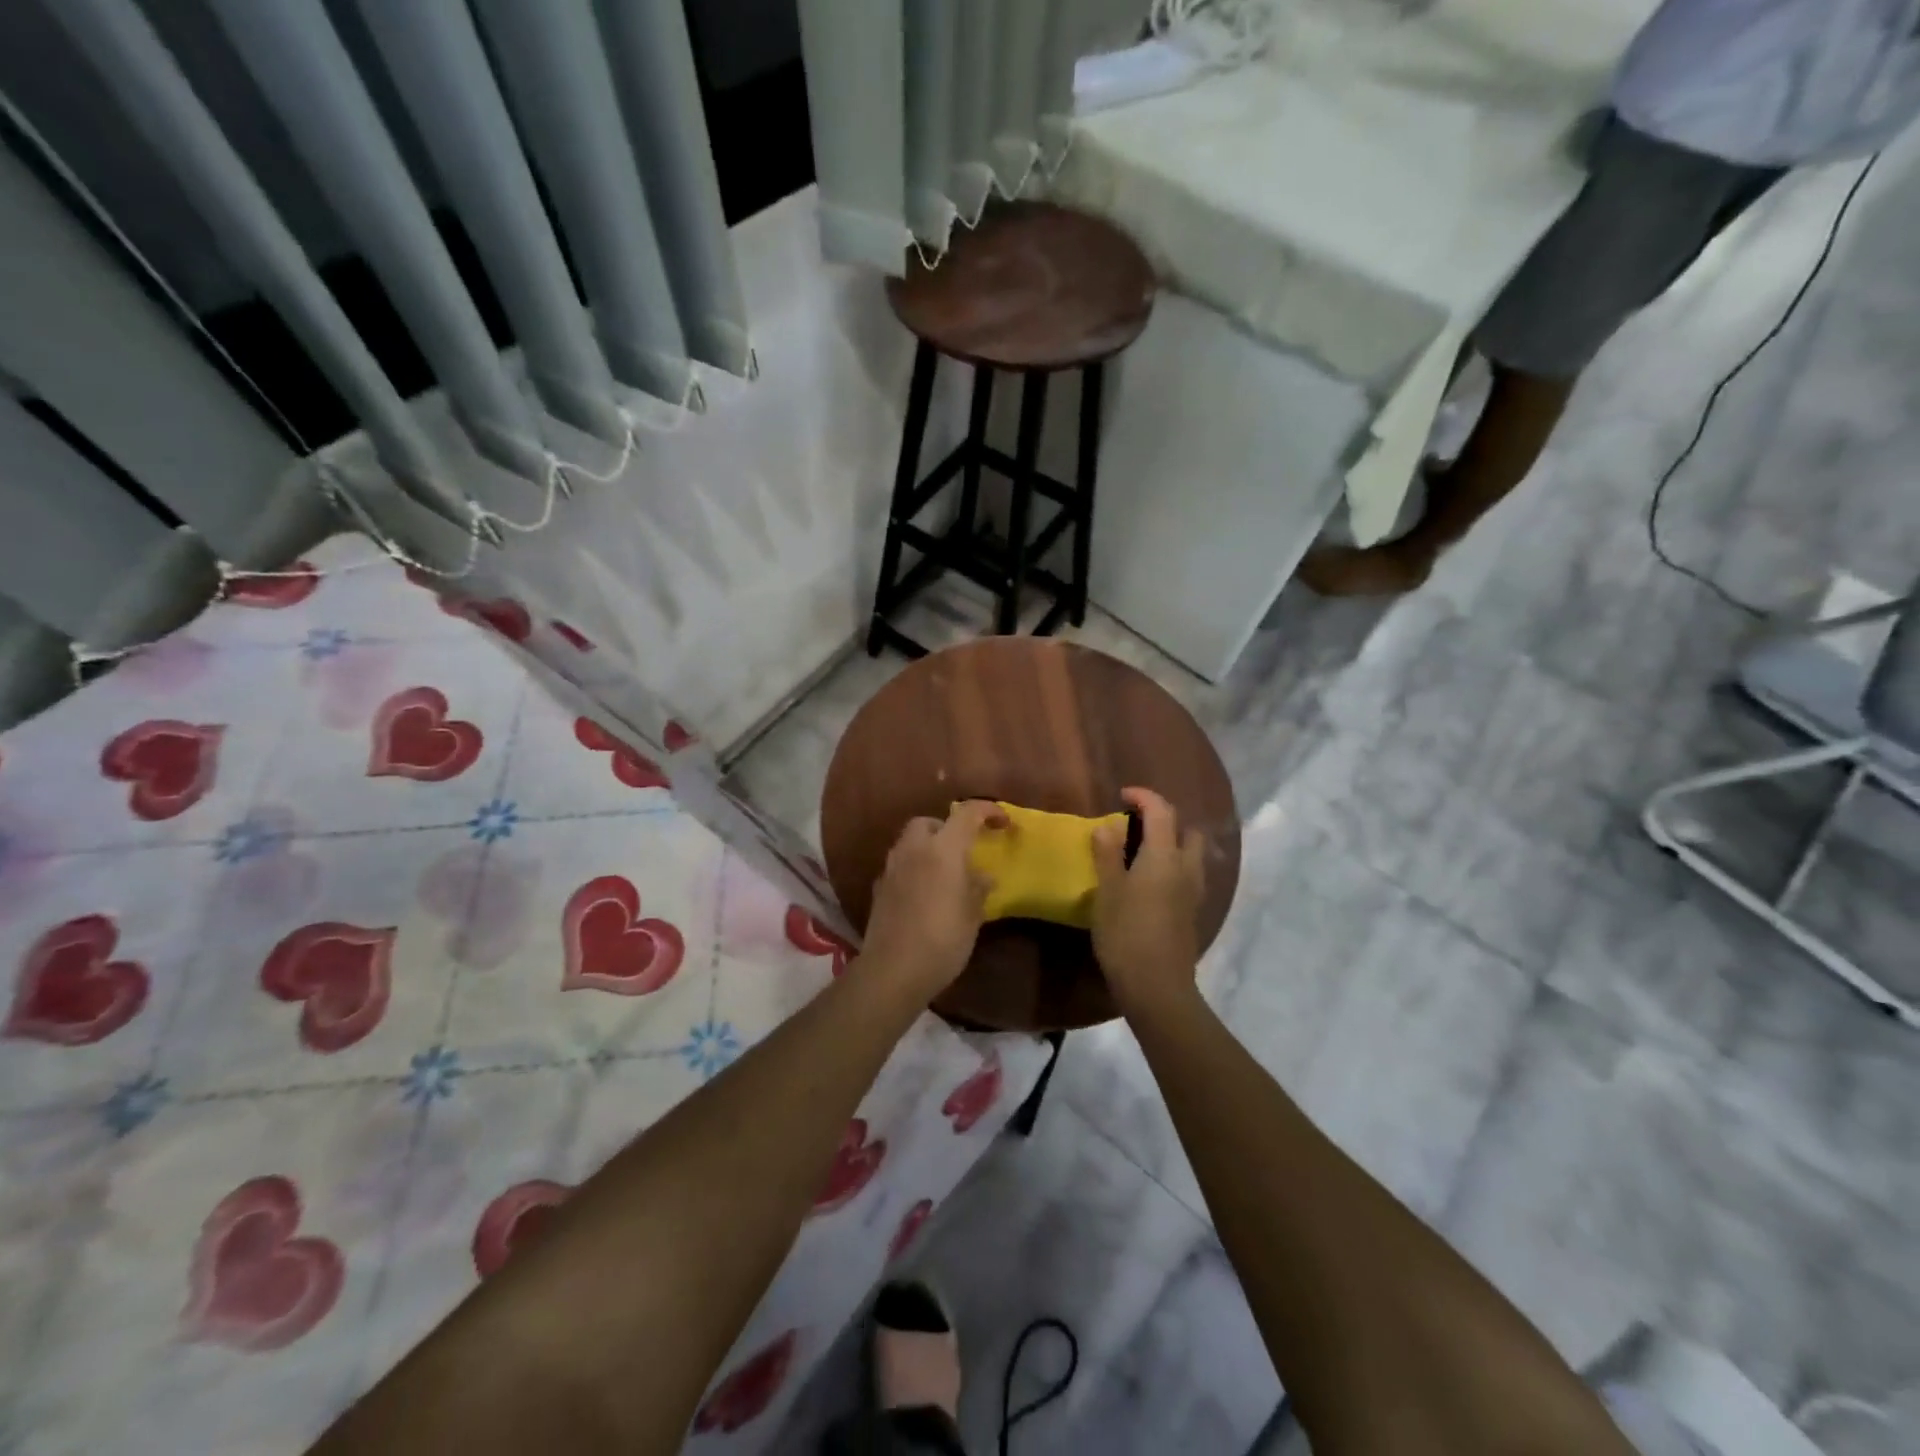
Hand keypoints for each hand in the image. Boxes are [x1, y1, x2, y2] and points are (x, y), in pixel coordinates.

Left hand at [857, 800, 1004, 1004]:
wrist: (893, 970)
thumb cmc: (942, 940)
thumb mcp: (972, 916)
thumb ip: (978, 889)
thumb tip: (983, 876)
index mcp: (943, 850)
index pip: (967, 814)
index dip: (988, 811)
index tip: (1003, 823)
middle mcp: (913, 850)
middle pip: (928, 822)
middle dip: (947, 828)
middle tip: (964, 849)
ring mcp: (892, 868)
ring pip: (910, 842)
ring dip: (928, 848)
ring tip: (946, 873)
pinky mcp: (879, 889)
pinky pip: (900, 866)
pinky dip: (914, 869)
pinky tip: (924, 893)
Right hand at [1091, 787, 1204, 1016]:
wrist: (1157, 987)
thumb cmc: (1126, 934)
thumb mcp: (1108, 892)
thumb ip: (1108, 856)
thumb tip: (1108, 827)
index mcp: (1164, 856)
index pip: (1161, 811)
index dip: (1144, 797)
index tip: (1123, 796)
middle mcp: (1185, 868)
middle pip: (1186, 830)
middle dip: (1165, 820)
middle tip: (1136, 826)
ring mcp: (1193, 893)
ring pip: (1190, 854)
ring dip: (1171, 844)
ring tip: (1141, 853)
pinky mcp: (1191, 913)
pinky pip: (1187, 875)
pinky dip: (1172, 867)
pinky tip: (1149, 883)